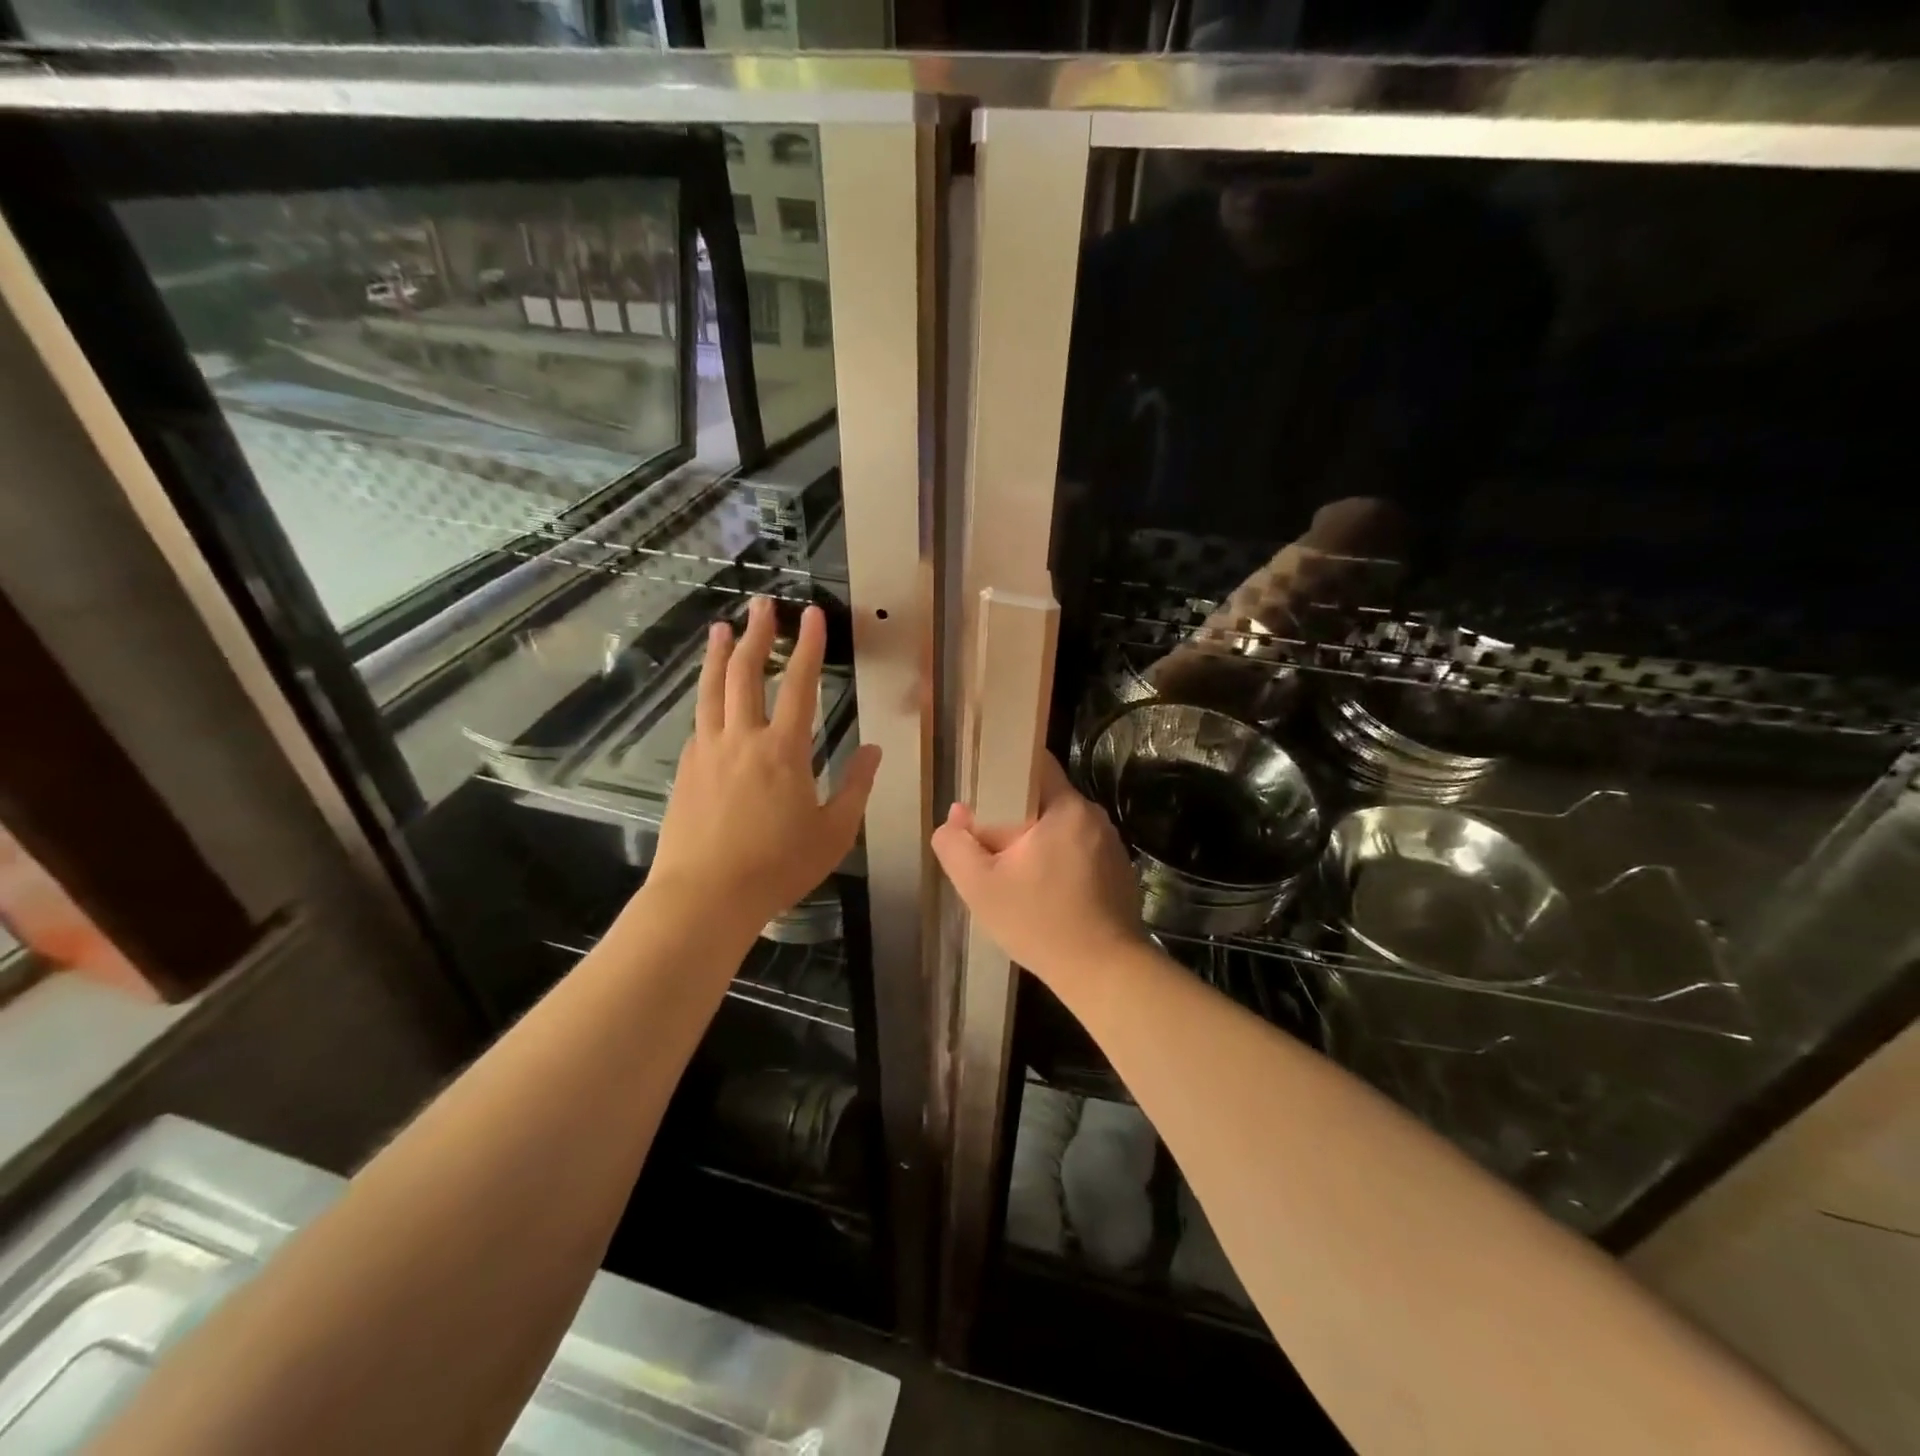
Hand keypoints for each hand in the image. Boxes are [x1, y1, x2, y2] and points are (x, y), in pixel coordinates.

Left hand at [647, 596, 880, 934]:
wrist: (704, 897)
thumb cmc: (777, 868)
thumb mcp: (833, 832)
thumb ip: (855, 787)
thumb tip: (875, 751)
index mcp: (783, 751)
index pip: (799, 685)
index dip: (808, 647)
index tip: (813, 615)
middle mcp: (741, 740)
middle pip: (745, 674)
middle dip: (756, 634)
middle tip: (761, 605)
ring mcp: (707, 752)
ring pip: (711, 691)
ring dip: (717, 656)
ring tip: (720, 630)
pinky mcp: (686, 771)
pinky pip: (699, 723)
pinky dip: (706, 699)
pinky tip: (709, 699)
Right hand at [932, 754, 1143, 986]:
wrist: (1104, 973)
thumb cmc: (1040, 922)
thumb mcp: (980, 886)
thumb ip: (956, 846)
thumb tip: (955, 817)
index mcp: (1066, 808)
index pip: (1036, 764)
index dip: (1005, 772)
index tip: (982, 794)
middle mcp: (1094, 817)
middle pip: (1045, 800)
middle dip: (1015, 817)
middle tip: (989, 846)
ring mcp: (1111, 845)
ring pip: (1061, 828)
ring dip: (1037, 842)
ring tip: (1014, 874)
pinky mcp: (1119, 871)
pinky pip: (1079, 851)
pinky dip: (1059, 862)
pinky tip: (1044, 894)